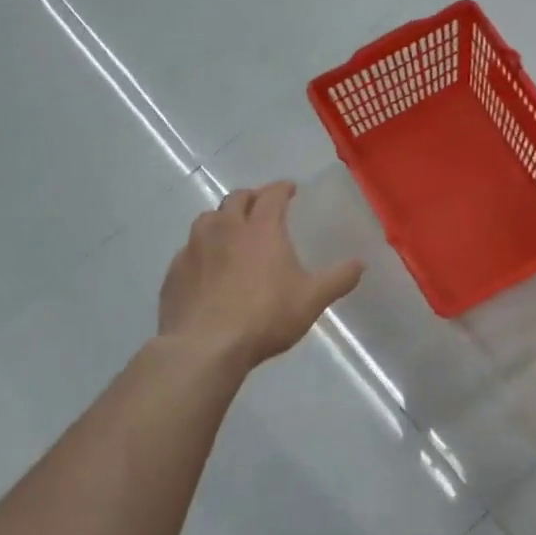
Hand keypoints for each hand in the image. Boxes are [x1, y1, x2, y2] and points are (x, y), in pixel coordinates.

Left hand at [158, 181, 363, 369]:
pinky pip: (189, 250)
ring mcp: (194, 248)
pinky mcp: (175, 271)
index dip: (281, 188)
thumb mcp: (311, 300)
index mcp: (260, 228)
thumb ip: (337, 279)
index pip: (271, 195)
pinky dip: (202, 249)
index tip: (289, 189)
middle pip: (236, 199)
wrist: (204, 346)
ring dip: (222, 219)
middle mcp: (224, 228)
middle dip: (251, 198)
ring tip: (232, 231)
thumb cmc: (264, 317)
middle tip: (261, 206)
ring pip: (207, 219)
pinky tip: (207, 266)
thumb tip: (360, 263)